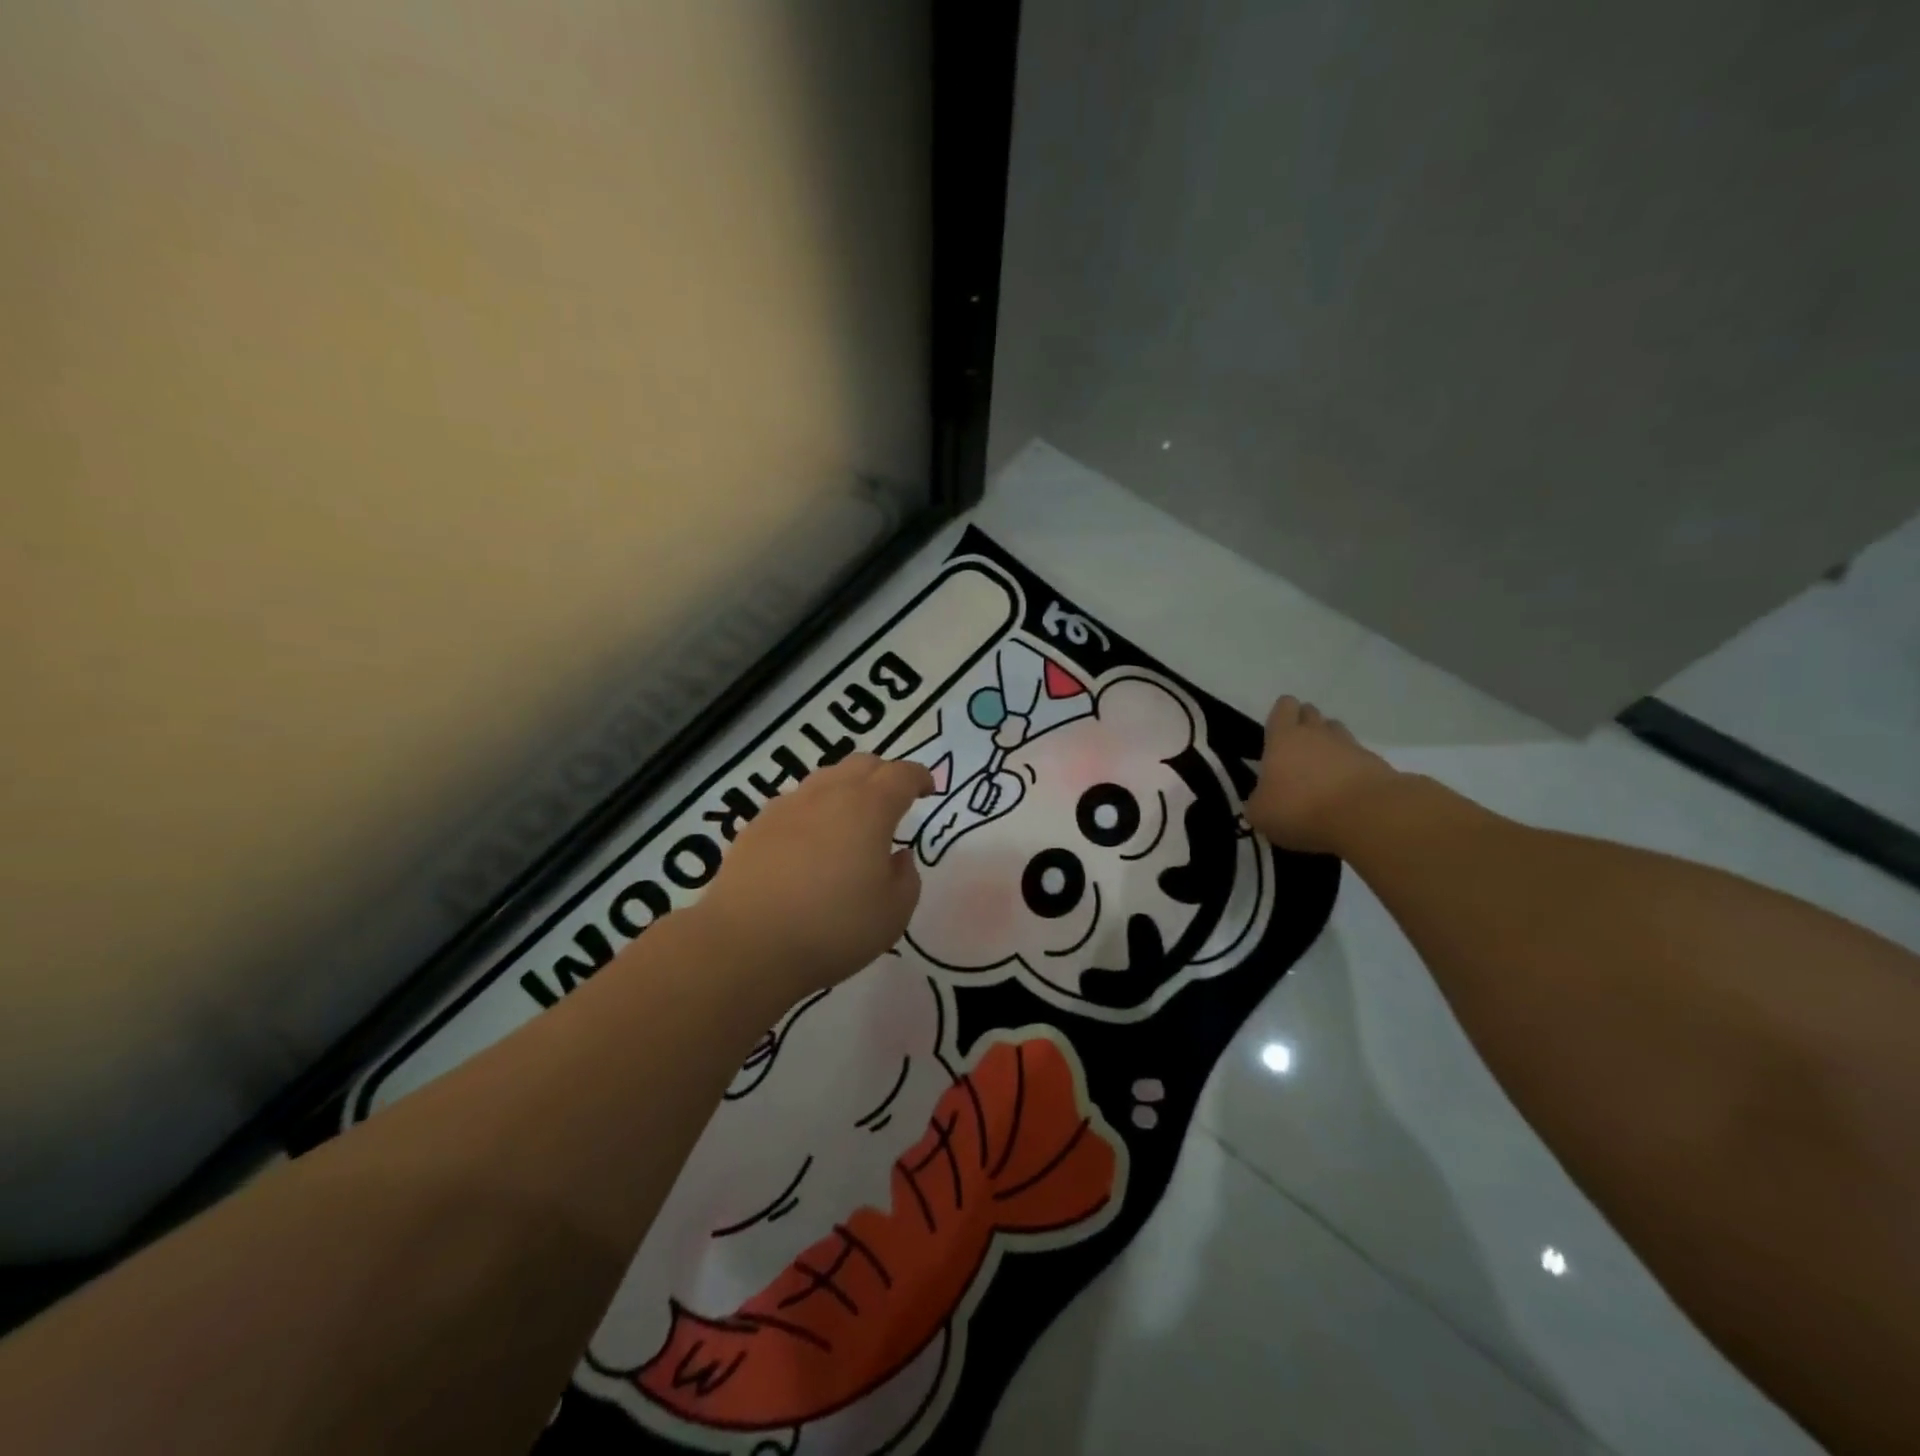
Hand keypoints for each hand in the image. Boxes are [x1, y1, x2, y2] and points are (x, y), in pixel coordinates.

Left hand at [696, 754, 935, 1001]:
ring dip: (846, 789)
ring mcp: (787, 807)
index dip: (919, 777)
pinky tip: (810, 842)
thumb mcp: (893, 913)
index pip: (901, 775)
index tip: (928, 789)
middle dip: (884, 774)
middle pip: (862, 764)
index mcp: (869, 808)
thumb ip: (906, 878)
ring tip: (850, 820)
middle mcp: (828, 794)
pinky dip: (813, 812)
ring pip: (825, 779)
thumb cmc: (833, 928)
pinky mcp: (756, 826)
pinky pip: (795, 804)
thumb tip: (897, 857)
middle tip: (893, 800)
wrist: (746, 944)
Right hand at [1245, 697, 1399, 855]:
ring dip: (1329, 744)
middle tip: (1297, 752)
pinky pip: (1358, 757)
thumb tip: (1263, 800)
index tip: (1277, 731)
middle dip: (1304, 725)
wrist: (1365, 817)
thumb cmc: (1300, 809)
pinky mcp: (1376, 764)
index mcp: (1283, 738)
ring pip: (1337, 732)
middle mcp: (1316, 734)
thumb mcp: (1261, 813)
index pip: (1284, 708)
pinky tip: (1346, 791)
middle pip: (1311, 713)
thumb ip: (1259, 800)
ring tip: (1322, 770)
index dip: (1281, 714)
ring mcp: (1350, 746)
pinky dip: (1351, 769)